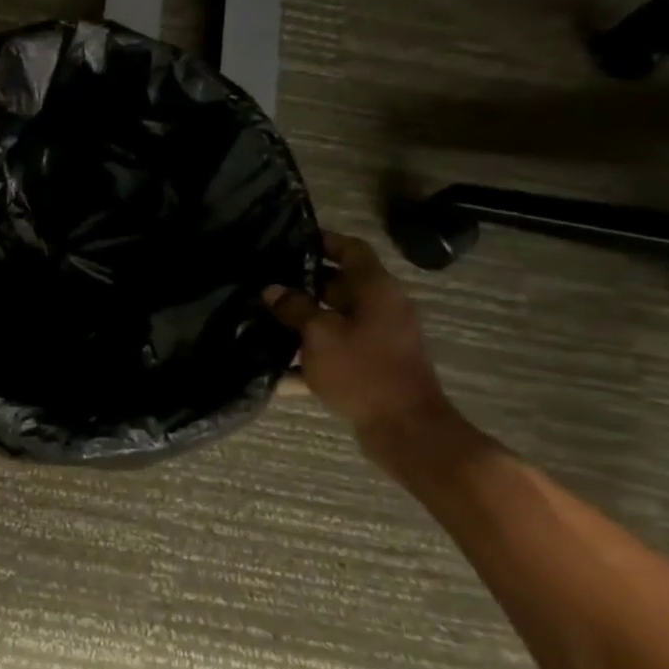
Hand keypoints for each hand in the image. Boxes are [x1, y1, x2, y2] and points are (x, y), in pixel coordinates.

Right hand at [266, 231, 462, 472]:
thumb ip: (295, 308)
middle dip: (303, 283)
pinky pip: (335, 349)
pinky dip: (310, 354)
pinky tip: (275, 367)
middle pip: (340, 285)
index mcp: (376, 290)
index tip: (291, 239)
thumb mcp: (320, 335)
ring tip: (263, 318)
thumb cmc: (363, 371)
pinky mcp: (371, 366)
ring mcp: (378, 339)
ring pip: (335, 318)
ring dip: (303, 319)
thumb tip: (272, 289)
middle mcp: (381, 308)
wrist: (405, 429)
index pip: (351, 250)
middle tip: (266, 281)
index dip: (324, 241)